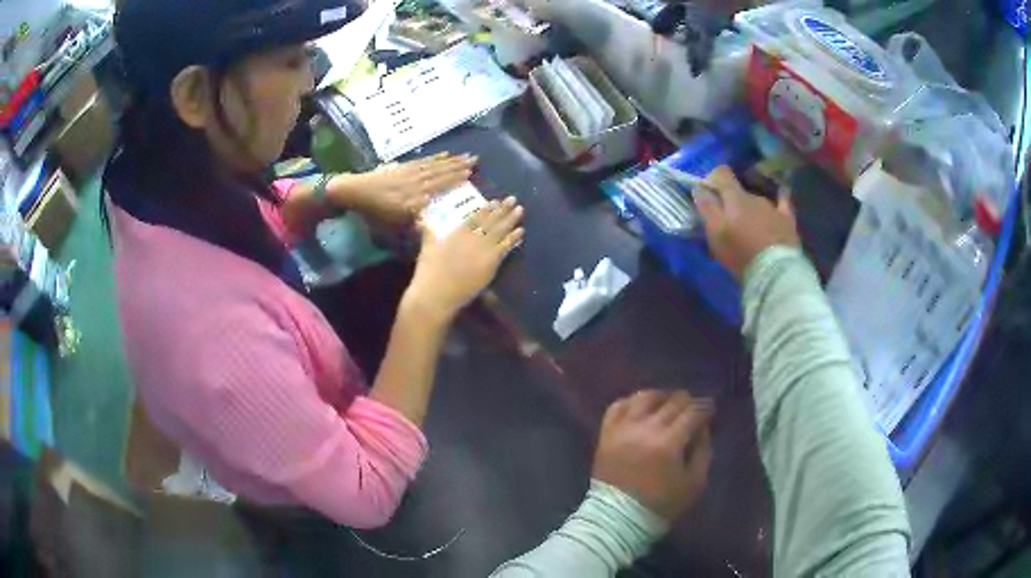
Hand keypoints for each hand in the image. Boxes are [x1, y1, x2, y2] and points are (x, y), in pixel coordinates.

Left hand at [338, 153, 476, 227]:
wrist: (353, 192)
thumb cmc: (372, 214)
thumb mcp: (391, 226)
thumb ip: (412, 224)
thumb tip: (432, 223)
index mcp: (413, 198)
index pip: (438, 187)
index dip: (454, 179)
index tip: (470, 174)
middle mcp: (414, 183)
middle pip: (439, 173)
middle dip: (458, 166)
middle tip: (475, 159)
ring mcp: (408, 173)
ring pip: (433, 165)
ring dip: (450, 160)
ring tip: (465, 156)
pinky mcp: (402, 167)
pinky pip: (422, 161)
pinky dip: (434, 158)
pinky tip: (443, 154)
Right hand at [404, 197, 524, 322]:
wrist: (436, 294)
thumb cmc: (428, 273)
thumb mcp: (426, 247)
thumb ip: (428, 232)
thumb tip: (422, 218)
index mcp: (457, 232)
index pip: (475, 217)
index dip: (486, 209)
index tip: (494, 201)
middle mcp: (472, 238)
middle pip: (490, 220)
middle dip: (502, 209)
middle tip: (512, 199)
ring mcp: (483, 249)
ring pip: (500, 231)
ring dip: (511, 219)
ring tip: (520, 209)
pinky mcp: (490, 263)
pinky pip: (505, 247)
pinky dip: (513, 238)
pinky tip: (521, 231)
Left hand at [592, 390, 713, 522]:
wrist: (618, 519)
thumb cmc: (660, 505)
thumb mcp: (694, 483)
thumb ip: (703, 451)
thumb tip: (702, 428)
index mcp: (669, 442)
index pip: (693, 412)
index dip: (705, 407)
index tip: (710, 408)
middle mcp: (645, 428)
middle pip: (671, 402)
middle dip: (687, 401)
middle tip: (693, 407)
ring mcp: (622, 429)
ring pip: (644, 397)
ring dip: (660, 397)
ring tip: (667, 403)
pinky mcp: (606, 434)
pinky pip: (617, 407)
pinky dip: (631, 402)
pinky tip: (640, 408)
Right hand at [695, 166, 799, 279]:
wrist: (775, 272)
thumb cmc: (741, 253)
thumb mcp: (716, 233)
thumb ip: (706, 208)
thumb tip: (699, 187)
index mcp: (735, 197)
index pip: (721, 174)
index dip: (713, 179)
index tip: (707, 193)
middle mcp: (754, 196)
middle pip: (739, 191)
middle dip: (731, 202)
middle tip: (726, 223)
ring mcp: (772, 207)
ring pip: (756, 201)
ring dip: (750, 210)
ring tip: (749, 229)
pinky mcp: (787, 220)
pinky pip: (783, 201)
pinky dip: (780, 197)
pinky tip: (781, 194)